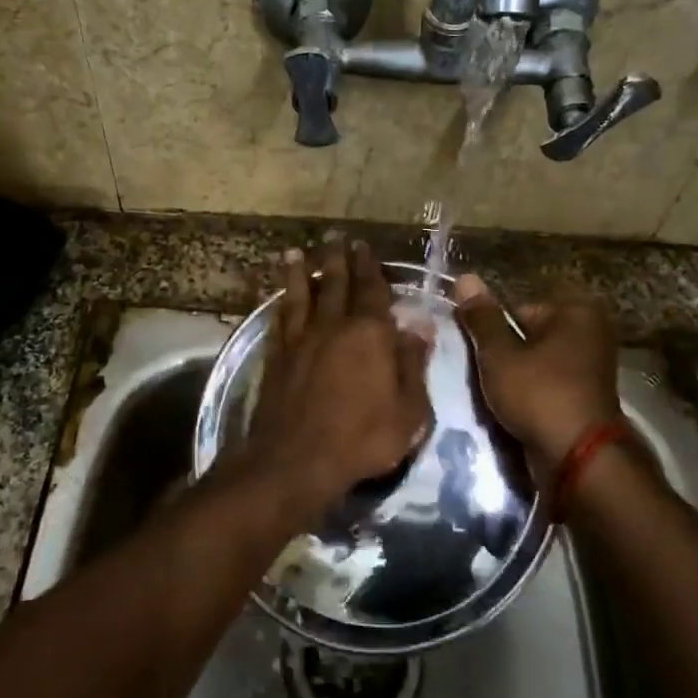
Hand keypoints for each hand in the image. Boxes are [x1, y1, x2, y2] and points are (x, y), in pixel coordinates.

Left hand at [239, 236, 433, 526]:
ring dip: (300, 272)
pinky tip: (279, 296)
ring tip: (296, 252)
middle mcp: (333, 326)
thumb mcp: (409, 411)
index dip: (369, 267)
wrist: (297, 460)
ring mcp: (301, 339)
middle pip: (335, 283)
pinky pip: (280, 319)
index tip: (364, 247)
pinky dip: (280, 302)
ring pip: (301, 295)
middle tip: (334, 237)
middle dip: (337, 259)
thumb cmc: (362, 439)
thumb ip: (413, 365)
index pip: (372, 290)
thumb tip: (420, 327)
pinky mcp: (276, 356)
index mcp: (370, 334)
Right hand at [454, 273, 621, 477]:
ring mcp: (591, 367)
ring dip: (513, 377)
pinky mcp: (586, 397)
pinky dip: (529, 394)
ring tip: (493, 395)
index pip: (516, 308)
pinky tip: (511, 409)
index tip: (473, 350)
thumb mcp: (500, 354)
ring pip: (534, 363)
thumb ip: (481, 317)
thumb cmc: (539, 394)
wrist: (579, 459)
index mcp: (575, 311)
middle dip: (502, 354)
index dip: (490, 329)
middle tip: (481, 375)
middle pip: (526, 335)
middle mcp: (590, 332)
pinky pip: (546, 385)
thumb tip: (465, 276)